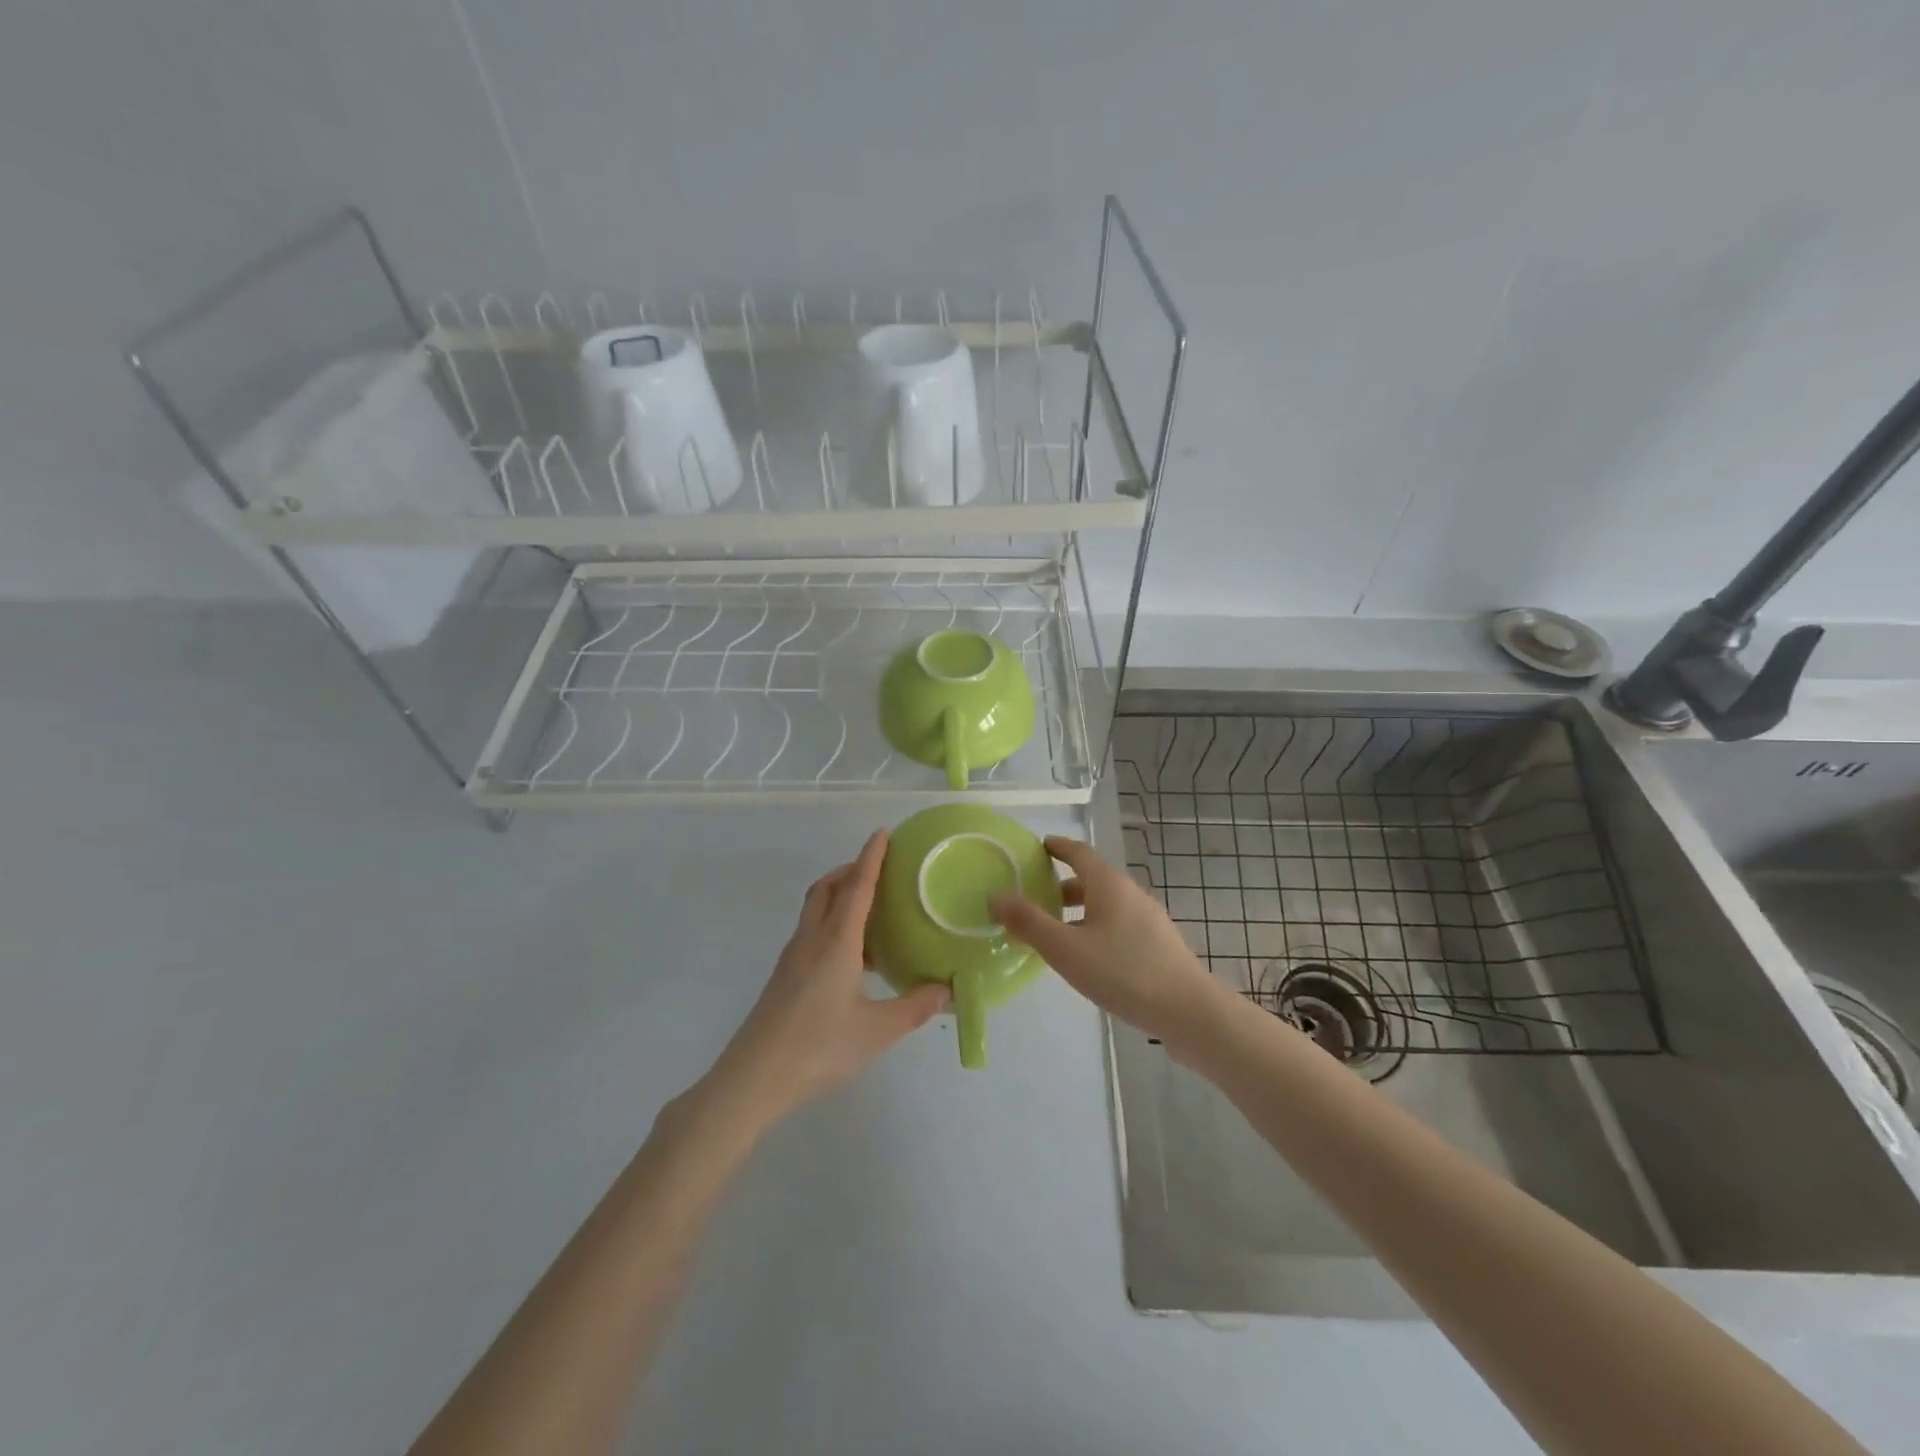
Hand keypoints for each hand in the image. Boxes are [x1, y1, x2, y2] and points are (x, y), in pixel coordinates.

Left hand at [709, 831, 948, 1123]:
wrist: (754, 1077)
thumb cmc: (818, 1047)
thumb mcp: (876, 1031)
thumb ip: (913, 1008)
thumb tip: (946, 990)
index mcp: (836, 942)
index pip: (857, 886)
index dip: (871, 858)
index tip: (882, 833)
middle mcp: (812, 939)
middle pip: (828, 887)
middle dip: (851, 869)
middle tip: (880, 870)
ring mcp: (793, 956)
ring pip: (816, 908)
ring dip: (839, 895)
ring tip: (871, 910)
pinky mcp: (785, 975)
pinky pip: (812, 930)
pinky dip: (832, 922)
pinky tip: (852, 955)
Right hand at [991, 835, 1222, 1042]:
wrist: (1187, 1010)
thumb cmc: (1122, 972)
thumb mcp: (1065, 949)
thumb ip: (1028, 922)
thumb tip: (995, 895)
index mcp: (1108, 884)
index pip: (1079, 852)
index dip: (1057, 847)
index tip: (1039, 846)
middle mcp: (1130, 893)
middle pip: (1092, 879)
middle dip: (1063, 885)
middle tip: (1036, 896)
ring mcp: (1148, 918)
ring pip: (1106, 904)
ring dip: (1079, 910)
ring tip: (1056, 931)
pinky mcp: (1158, 943)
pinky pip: (1118, 924)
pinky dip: (1096, 927)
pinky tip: (1088, 956)